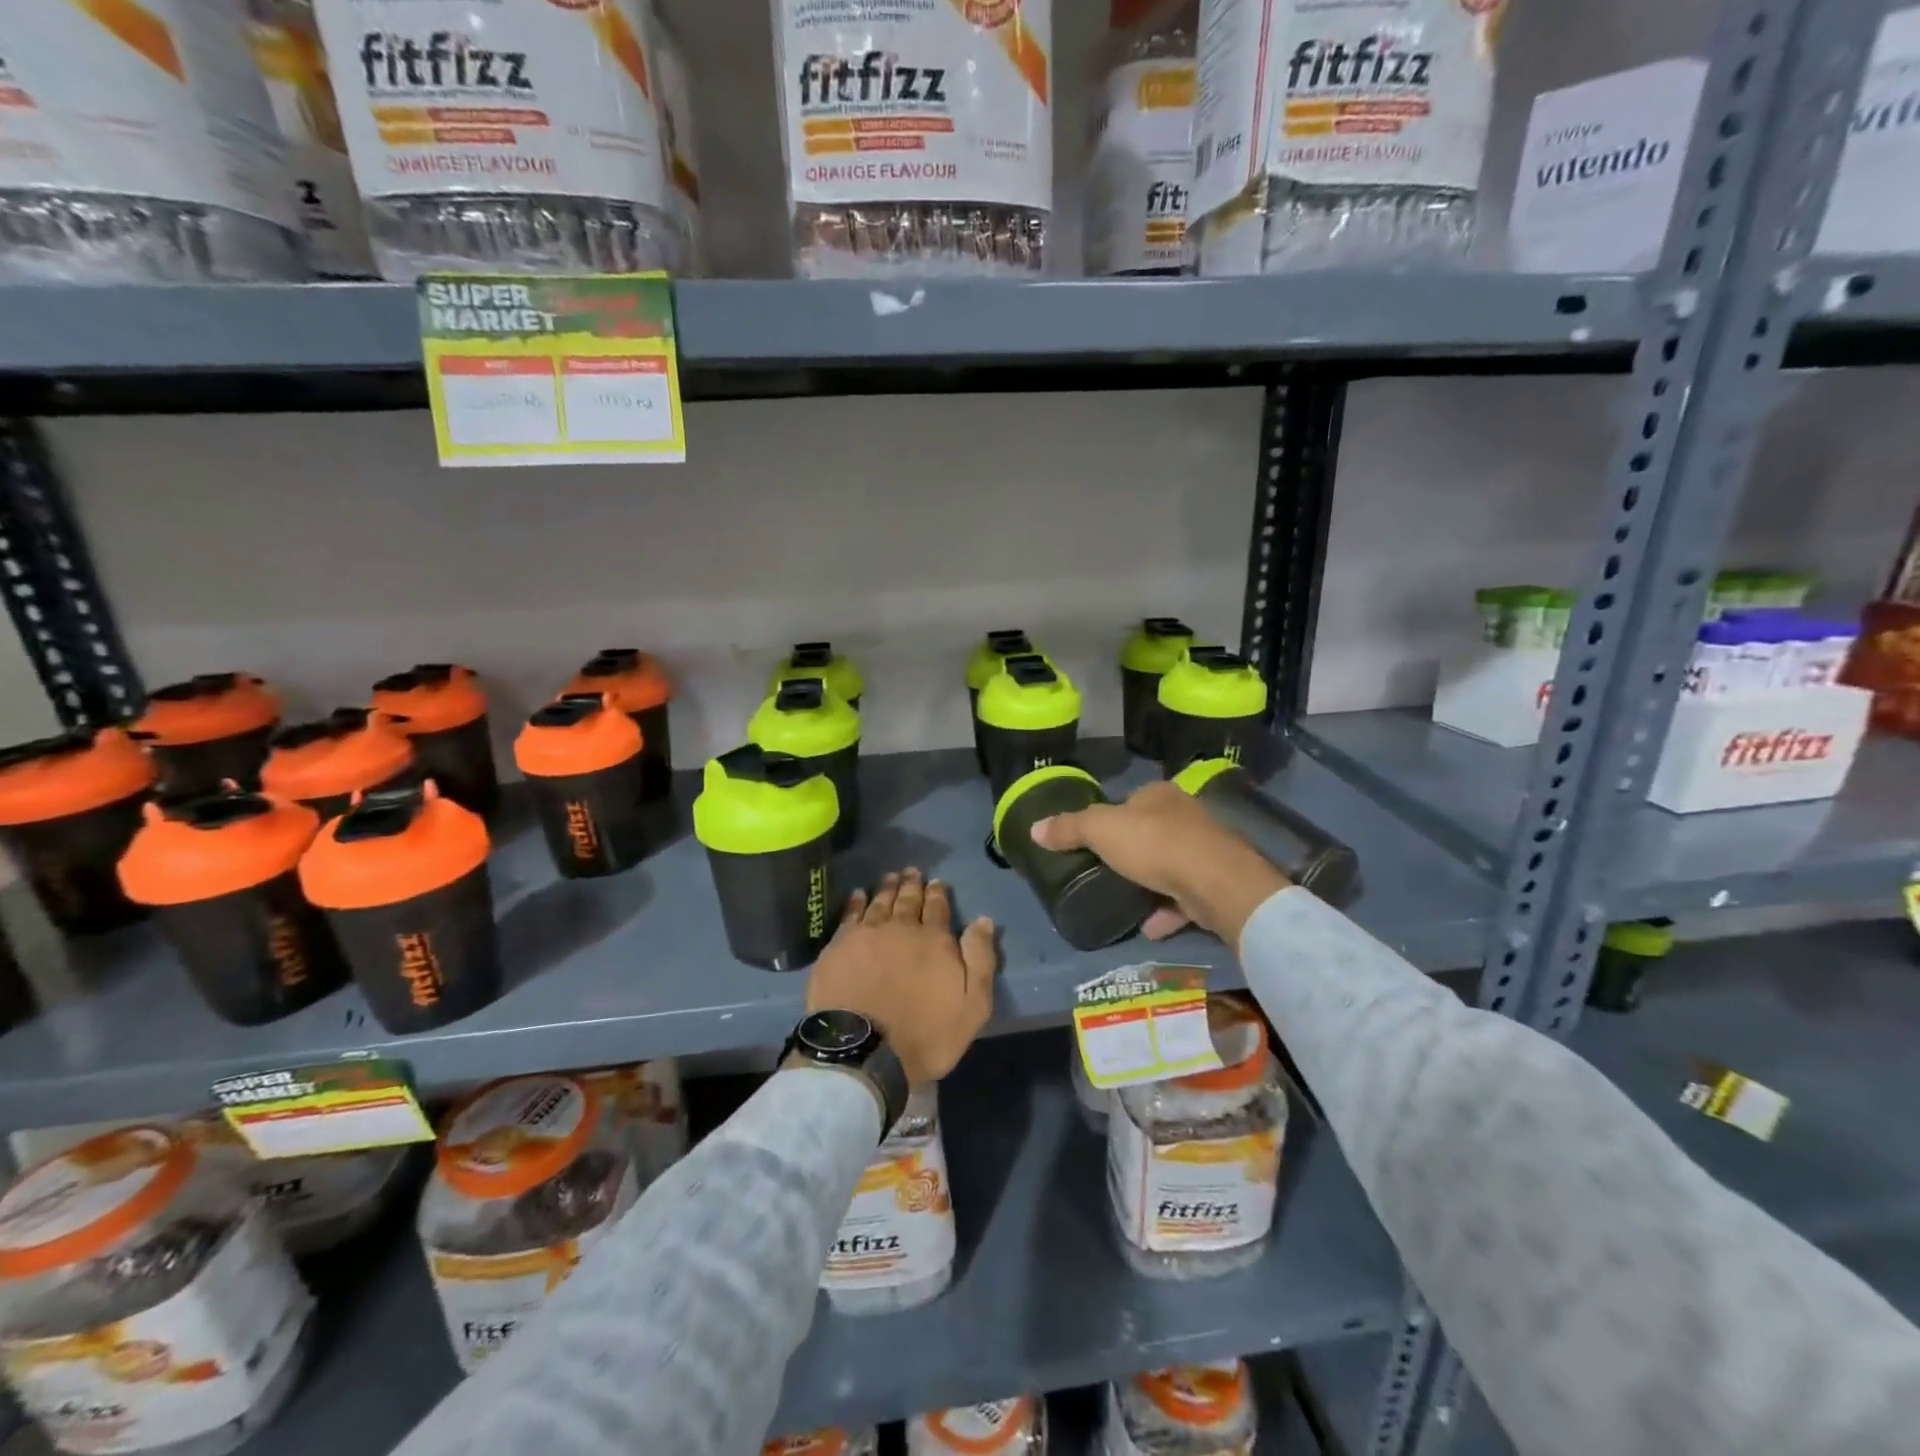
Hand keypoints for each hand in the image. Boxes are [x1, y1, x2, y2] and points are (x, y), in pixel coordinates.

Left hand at [806, 869, 998, 1084]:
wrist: (864, 1050)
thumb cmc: (925, 1034)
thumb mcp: (972, 1005)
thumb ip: (980, 960)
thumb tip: (983, 920)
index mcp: (934, 941)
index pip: (938, 908)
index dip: (938, 894)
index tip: (936, 882)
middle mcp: (901, 928)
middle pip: (907, 900)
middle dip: (912, 884)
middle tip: (912, 870)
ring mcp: (866, 935)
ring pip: (879, 902)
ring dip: (886, 888)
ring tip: (890, 876)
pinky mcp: (838, 947)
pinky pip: (850, 915)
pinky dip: (856, 902)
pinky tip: (858, 894)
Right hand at [1030, 781, 1287, 944]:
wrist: (1214, 881)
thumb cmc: (1153, 844)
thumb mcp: (1100, 831)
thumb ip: (1069, 828)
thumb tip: (1034, 828)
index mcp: (1159, 794)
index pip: (1130, 800)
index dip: (1111, 818)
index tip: (1094, 841)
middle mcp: (1186, 815)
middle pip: (1152, 832)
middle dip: (1132, 852)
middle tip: (1106, 872)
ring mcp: (1205, 850)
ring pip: (1170, 865)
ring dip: (1150, 884)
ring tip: (1124, 902)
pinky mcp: (1217, 883)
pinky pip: (1185, 897)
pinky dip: (1166, 911)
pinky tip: (1149, 927)